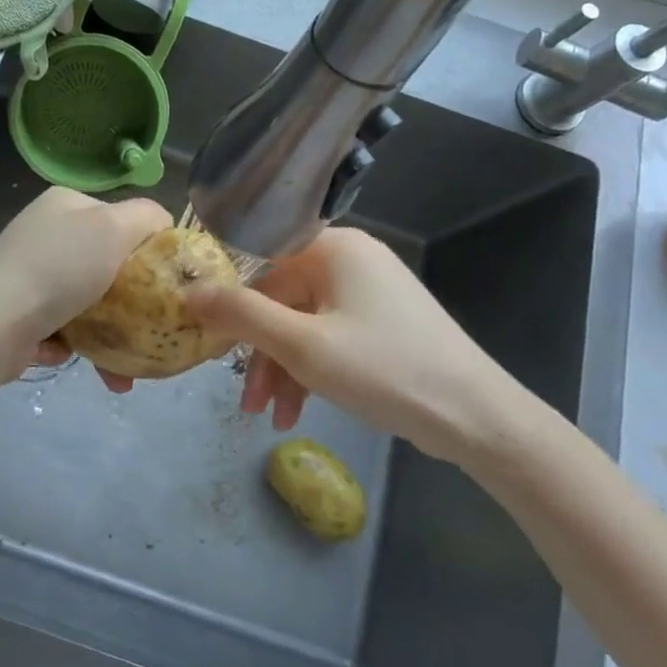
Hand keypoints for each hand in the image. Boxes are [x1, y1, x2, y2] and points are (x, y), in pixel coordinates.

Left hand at [0, 187, 171, 375]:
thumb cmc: (60, 269)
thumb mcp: (113, 228)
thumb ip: (146, 217)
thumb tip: (162, 222)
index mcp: (65, 203)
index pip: (120, 217)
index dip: (146, 247)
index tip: (163, 281)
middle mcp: (44, 231)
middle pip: (104, 263)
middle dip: (130, 303)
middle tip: (149, 330)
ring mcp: (26, 271)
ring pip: (85, 301)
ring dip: (106, 335)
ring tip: (120, 373)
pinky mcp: (16, 309)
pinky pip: (59, 325)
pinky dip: (71, 344)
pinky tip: (70, 355)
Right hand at [183, 227, 536, 464]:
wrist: (477, 418)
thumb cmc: (384, 370)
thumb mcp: (302, 345)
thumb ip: (241, 315)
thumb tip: (189, 292)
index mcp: (332, 247)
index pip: (259, 257)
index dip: (227, 293)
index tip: (203, 332)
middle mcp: (349, 258)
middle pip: (280, 297)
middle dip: (259, 350)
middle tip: (243, 396)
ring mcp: (368, 290)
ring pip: (302, 322)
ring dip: (281, 368)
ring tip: (269, 416)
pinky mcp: (380, 322)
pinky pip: (327, 335)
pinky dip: (309, 369)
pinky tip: (297, 412)